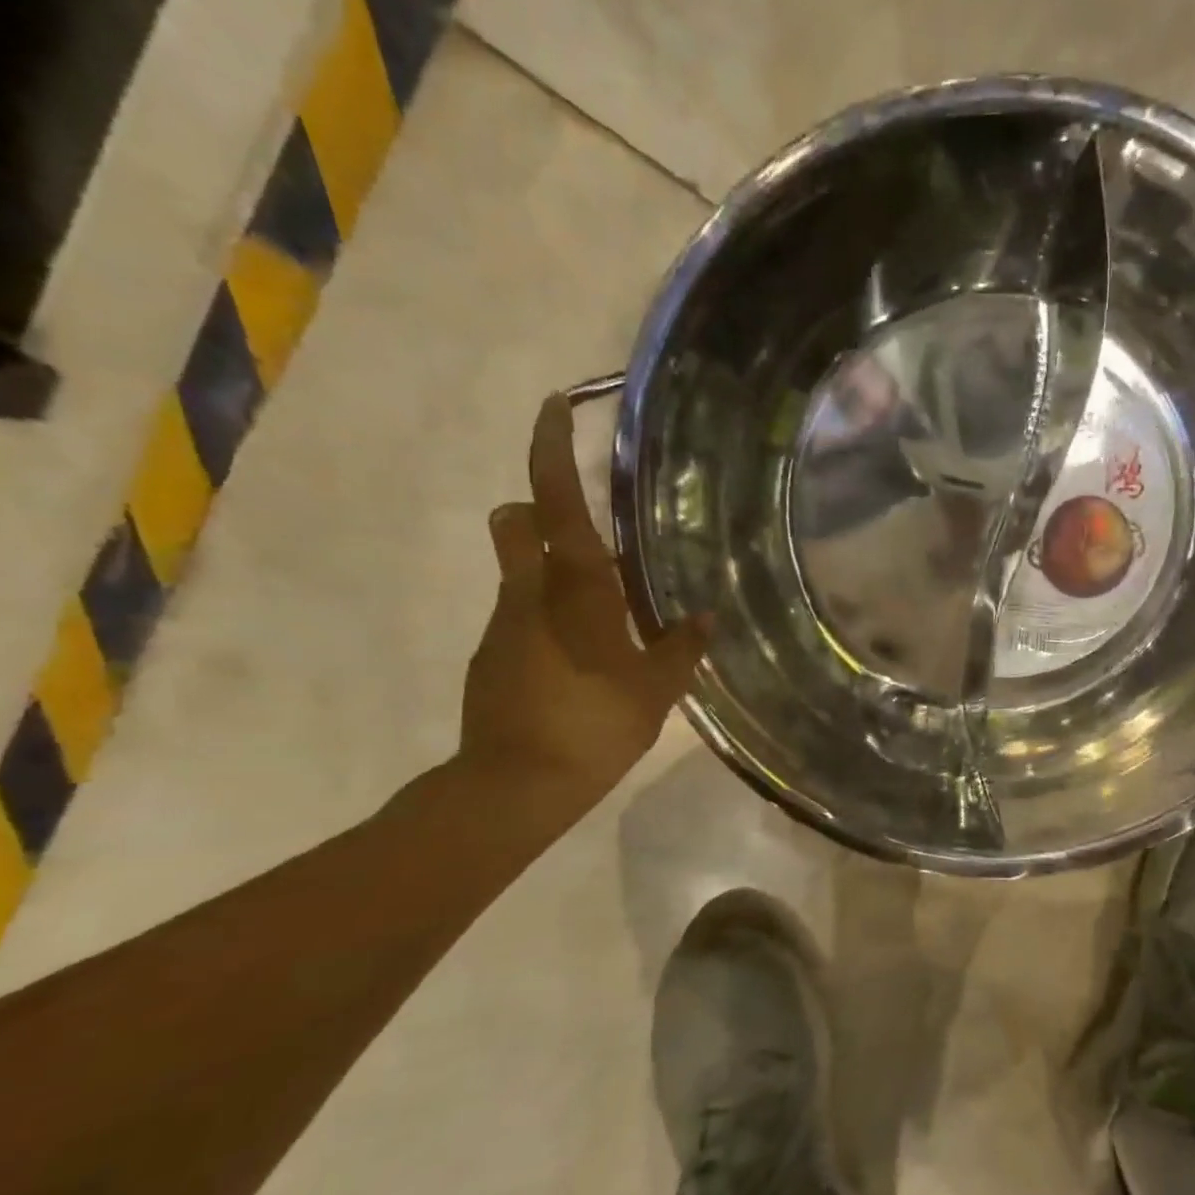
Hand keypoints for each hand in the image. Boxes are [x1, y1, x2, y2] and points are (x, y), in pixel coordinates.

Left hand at [457, 394, 707, 821]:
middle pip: (516, 523)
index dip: (552, 450)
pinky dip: (547, 619)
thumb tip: (703, 618)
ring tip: (603, 613)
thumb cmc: (591, 725)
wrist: (513, 787)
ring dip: (553, 573)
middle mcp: (528, 593)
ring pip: (520, 573)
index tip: (555, 407)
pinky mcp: (491, 657)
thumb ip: (679, 648)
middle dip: (538, 508)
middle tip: (584, 527)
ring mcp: (503, 625)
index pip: (553, 503)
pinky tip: (580, 659)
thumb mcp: (653, 689)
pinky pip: (522, 617)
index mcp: (574, 589)